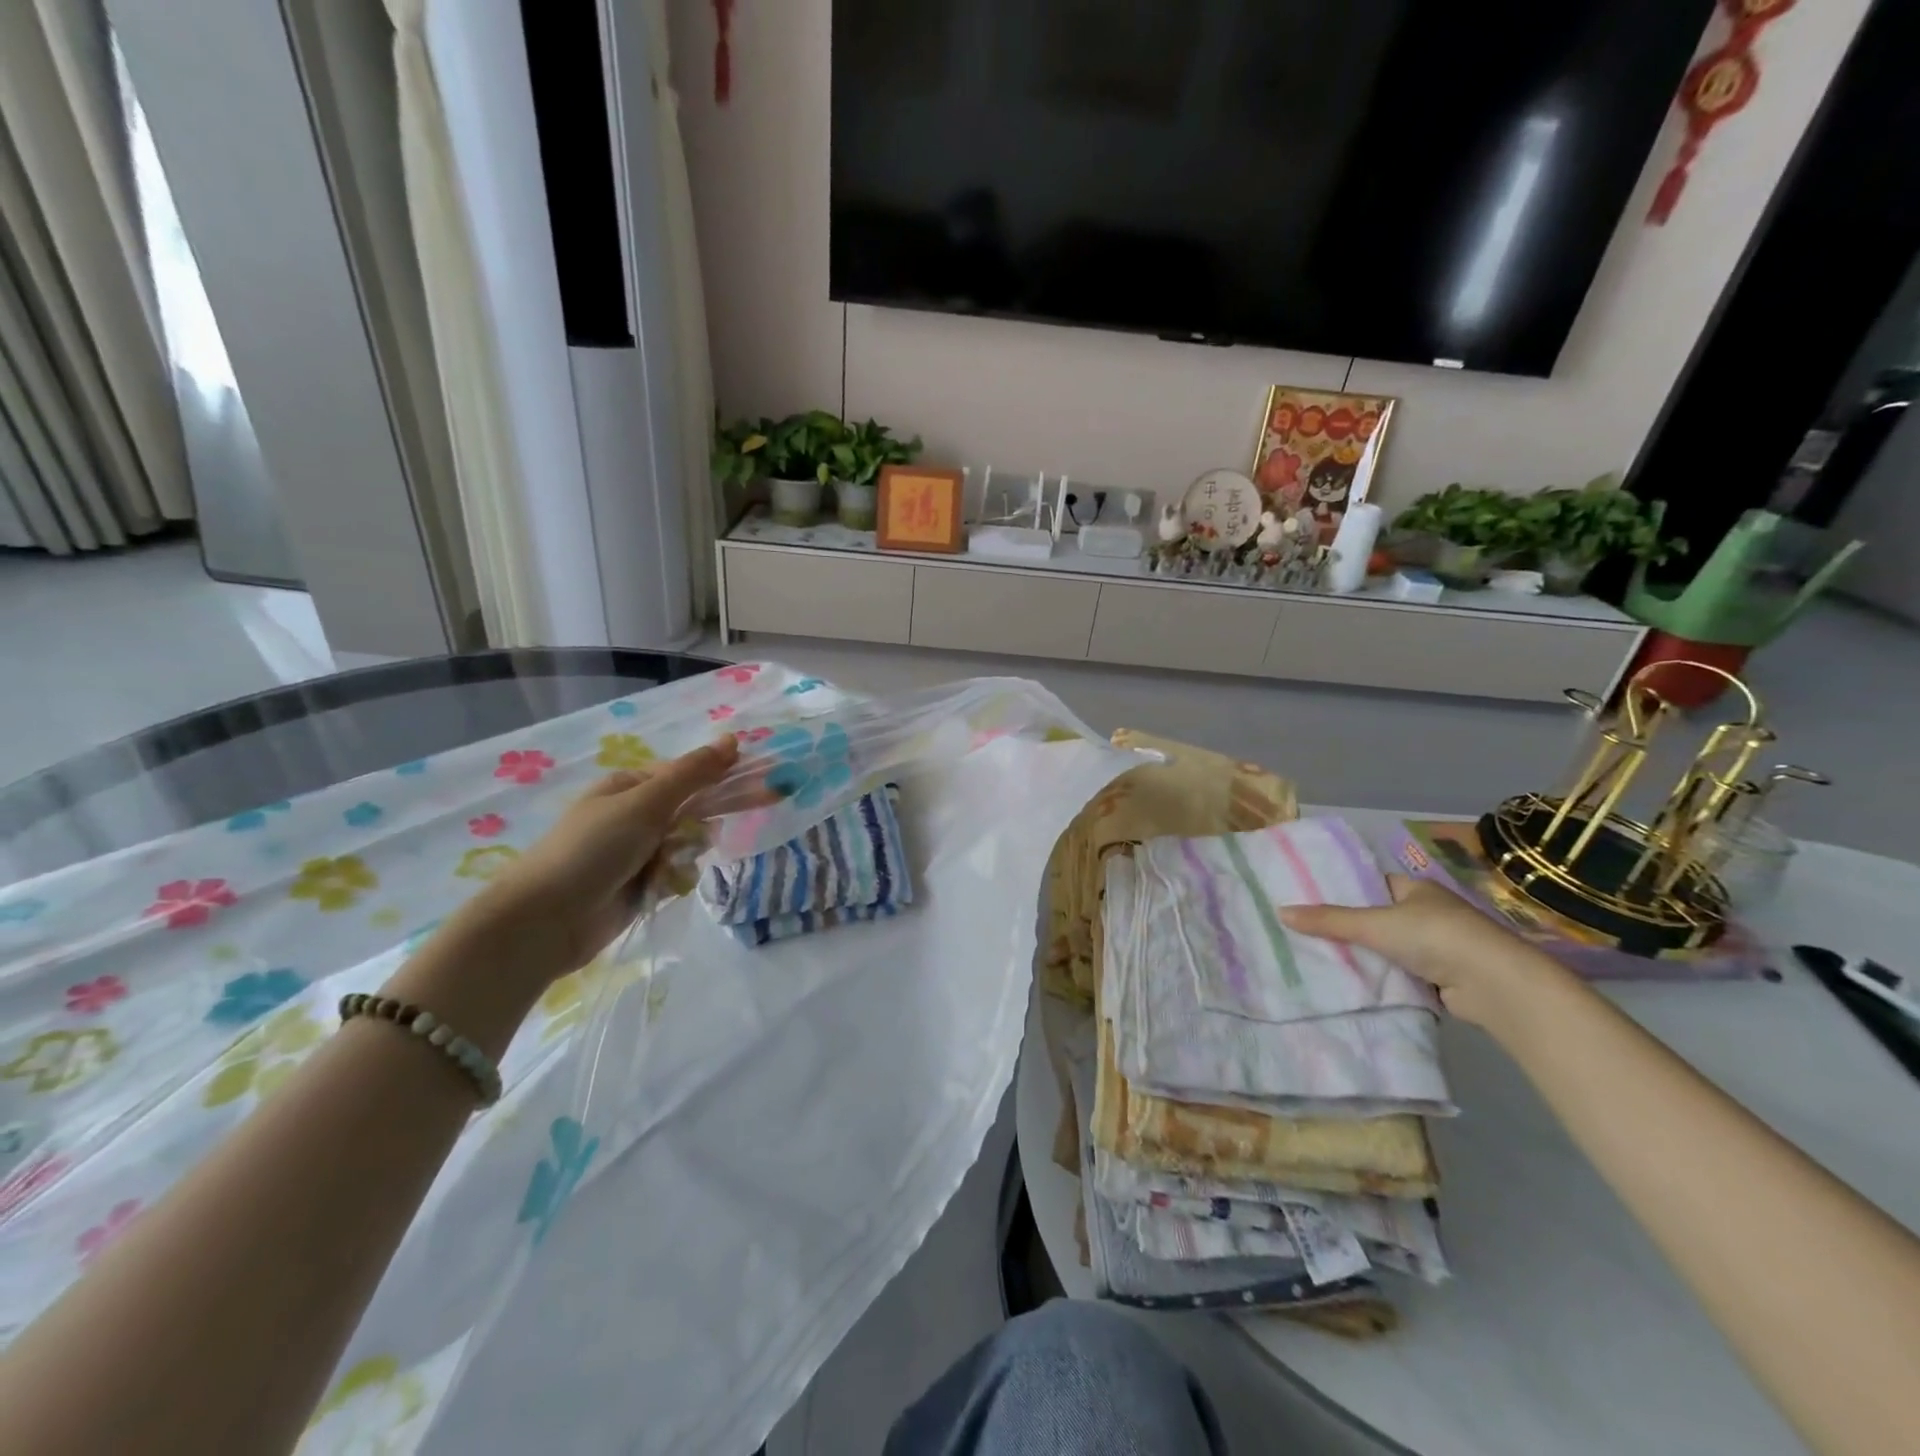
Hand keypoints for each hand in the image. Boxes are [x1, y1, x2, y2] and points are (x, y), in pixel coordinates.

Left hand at [472, 737, 742, 976]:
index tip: (763, 784)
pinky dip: (676, 880)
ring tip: (666, 868)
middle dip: (704, 822)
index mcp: (632, 786)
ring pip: (690, 844)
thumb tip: (733, 739)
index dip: (724, 778)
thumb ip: (693, 774)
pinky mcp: (642, 884)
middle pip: (694, 810)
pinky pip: (679, 873)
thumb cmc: (593, 850)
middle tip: (726, 824)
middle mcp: (637, 815)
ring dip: (687, 855)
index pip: (691, 775)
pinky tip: (662, 888)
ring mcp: (639, 851)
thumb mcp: (645, 804)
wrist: (545, 921)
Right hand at [1280, 875, 1570, 1026]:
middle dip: (1349, 929)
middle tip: (1307, 935)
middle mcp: (1429, 914)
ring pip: (1389, 950)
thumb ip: (1329, 920)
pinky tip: (1354, 985)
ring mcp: (1439, 948)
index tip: (1311, 903)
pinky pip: (1402, 975)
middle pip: (1378, 919)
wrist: (1494, 983)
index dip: (1344, 893)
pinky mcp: (1443, 979)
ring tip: (1321, 961)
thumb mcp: (1374, 924)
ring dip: (1367, 958)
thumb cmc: (1434, 936)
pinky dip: (1383, 981)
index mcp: (1416, 889)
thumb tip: (1280, 911)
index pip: (1372, 886)